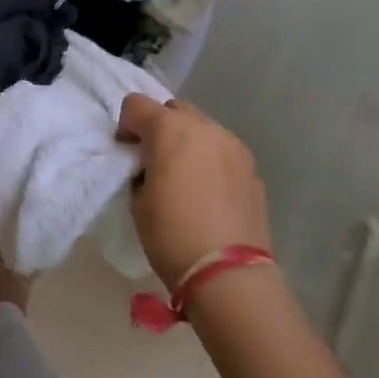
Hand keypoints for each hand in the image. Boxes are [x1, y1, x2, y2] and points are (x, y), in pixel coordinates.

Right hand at [118, 95, 269, 284]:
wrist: (228, 273)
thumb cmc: (171, 235)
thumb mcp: (138, 201)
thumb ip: (141, 169)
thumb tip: (150, 165)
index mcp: (170, 130)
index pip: (137, 104)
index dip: (126, 125)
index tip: (126, 150)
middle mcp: (205, 127)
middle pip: (174, 109)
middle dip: (159, 126)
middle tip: (154, 159)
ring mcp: (233, 145)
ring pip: (203, 128)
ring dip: (188, 141)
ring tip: (185, 175)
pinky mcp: (252, 167)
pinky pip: (223, 150)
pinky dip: (210, 160)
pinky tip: (209, 191)